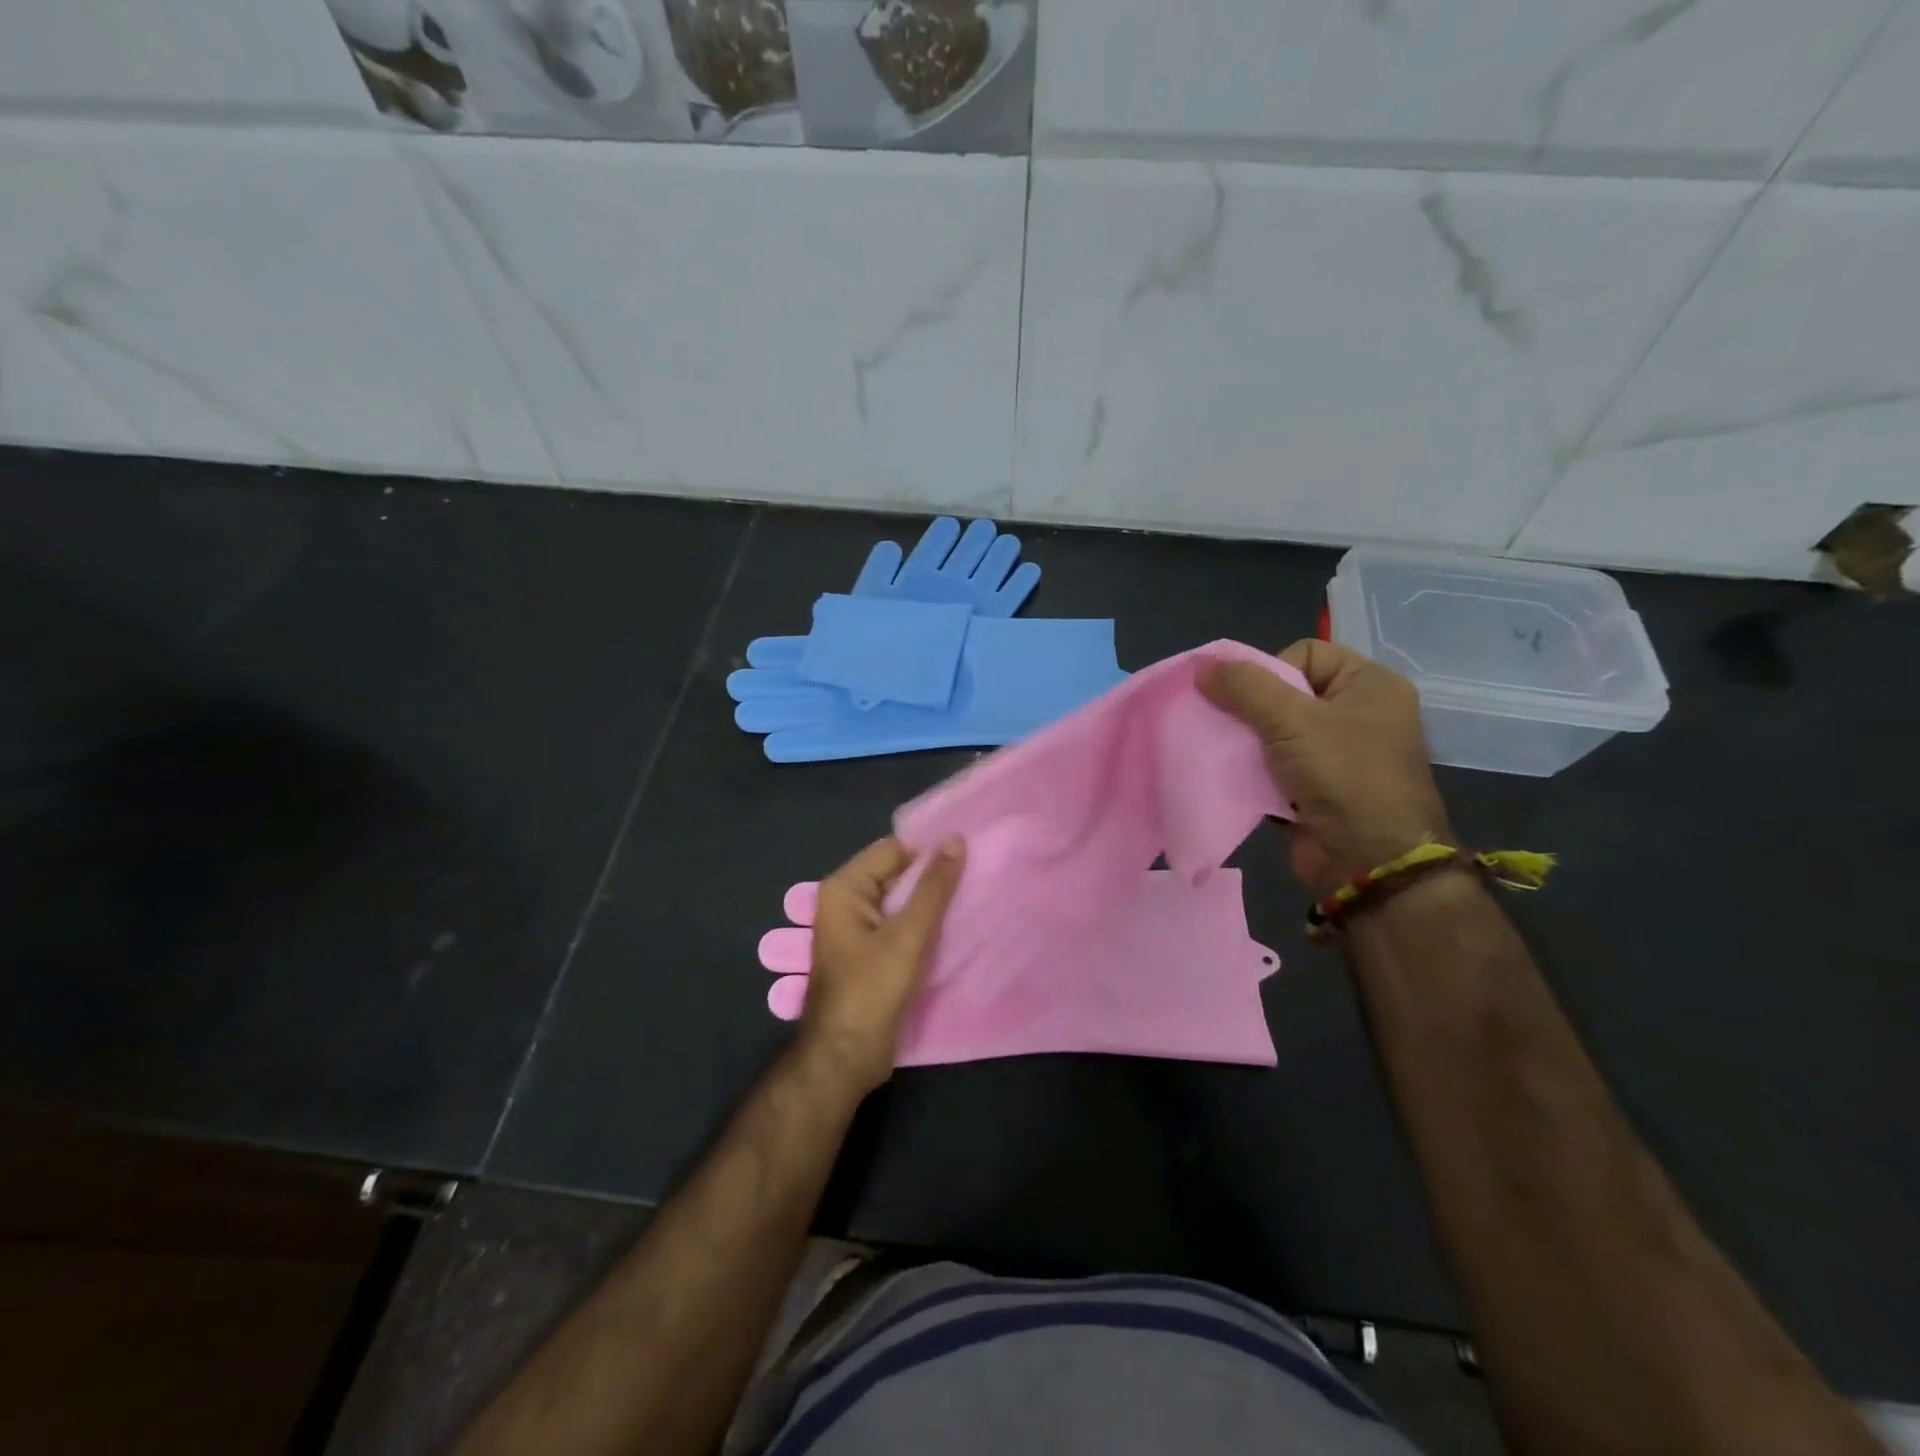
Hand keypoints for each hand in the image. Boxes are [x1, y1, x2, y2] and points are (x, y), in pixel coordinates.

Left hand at [799, 835, 964, 1094]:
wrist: (846, 1056)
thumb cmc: (873, 989)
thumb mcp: (909, 934)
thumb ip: (934, 886)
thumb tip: (955, 839)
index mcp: (844, 888)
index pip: (892, 850)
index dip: (928, 850)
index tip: (967, 853)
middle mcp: (845, 901)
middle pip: (895, 873)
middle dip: (931, 876)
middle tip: (975, 874)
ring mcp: (855, 929)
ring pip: (899, 900)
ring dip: (929, 901)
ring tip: (971, 896)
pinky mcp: (868, 952)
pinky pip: (898, 924)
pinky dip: (921, 923)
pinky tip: (952, 925)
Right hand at [1199, 640, 1451, 898]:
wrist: (1369, 862)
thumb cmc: (1343, 777)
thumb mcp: (1292, 721)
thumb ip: (1245, 688)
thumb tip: (1203, 666)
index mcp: (1369, 685)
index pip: (1306, 653)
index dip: (1270, 669)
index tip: (1250, 700)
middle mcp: (1359, 714)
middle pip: (1287, 692)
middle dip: (1251, 709)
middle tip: (1229, 726)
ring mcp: (1340, 754)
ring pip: (1277, 731)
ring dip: (1248, 742)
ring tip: (1227, 753)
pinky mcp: (1319, 788)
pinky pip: (1277, 765)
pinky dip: (1255, 770)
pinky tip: (1236, 778)